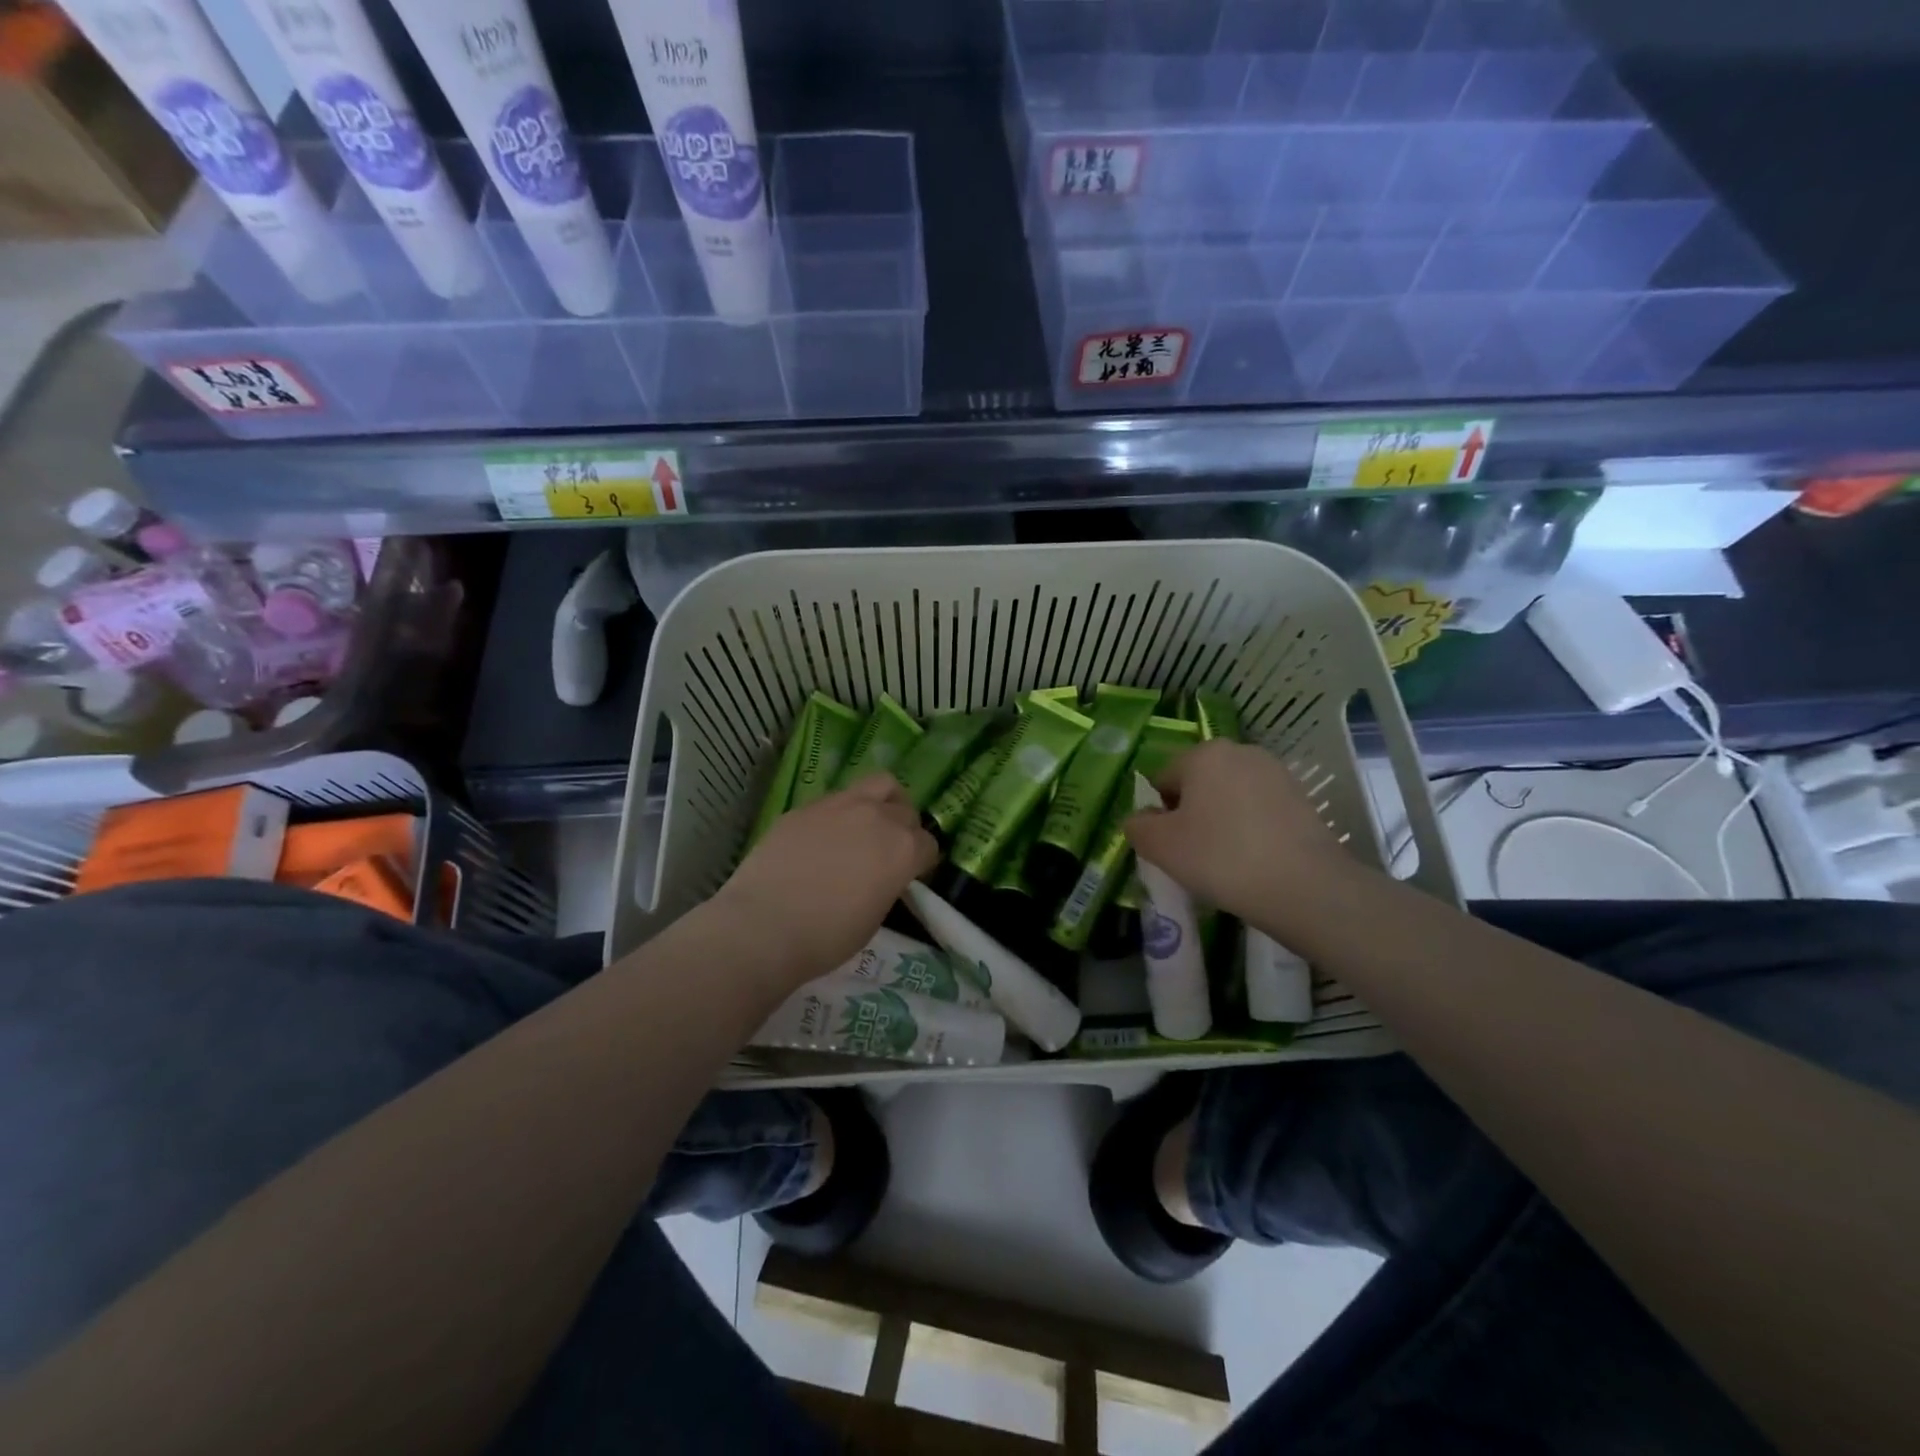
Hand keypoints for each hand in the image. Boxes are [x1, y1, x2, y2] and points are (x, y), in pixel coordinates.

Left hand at [713, 774, 938, 987]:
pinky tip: (824, 838)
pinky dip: (841, 813)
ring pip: (878, 785)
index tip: (908, 877)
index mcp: (903, 849)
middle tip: (887, 852)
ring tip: (866, 826)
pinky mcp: (806, 806)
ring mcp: (840, 805)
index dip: (920, 862)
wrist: (763, 926)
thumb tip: (882, 875)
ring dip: (881, 803)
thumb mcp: (874, 917)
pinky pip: (836, 799)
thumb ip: (887, 884)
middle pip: (906, 811)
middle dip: (904, 829)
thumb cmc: (826, 937)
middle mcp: (878, 817)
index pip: (928, 844)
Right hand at [1124, 740, 1355, 924]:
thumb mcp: (1160, 846)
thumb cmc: (1221, 858)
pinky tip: (1255, 860)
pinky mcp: (1302, 798)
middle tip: (1195, 855)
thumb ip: (1137, 826)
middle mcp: (1240, 752)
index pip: (1163, 779)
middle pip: (1198, 784)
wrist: (1304, 887)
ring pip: (1230, 797)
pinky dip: (1250, 830)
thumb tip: (1141, 819)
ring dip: (1221, 821)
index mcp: (1204, 754)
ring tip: (1227, 861)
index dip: (1160, 814)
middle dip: (1192, 814)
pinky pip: (1259, 810)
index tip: (1172, 846)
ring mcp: (1276, 773)